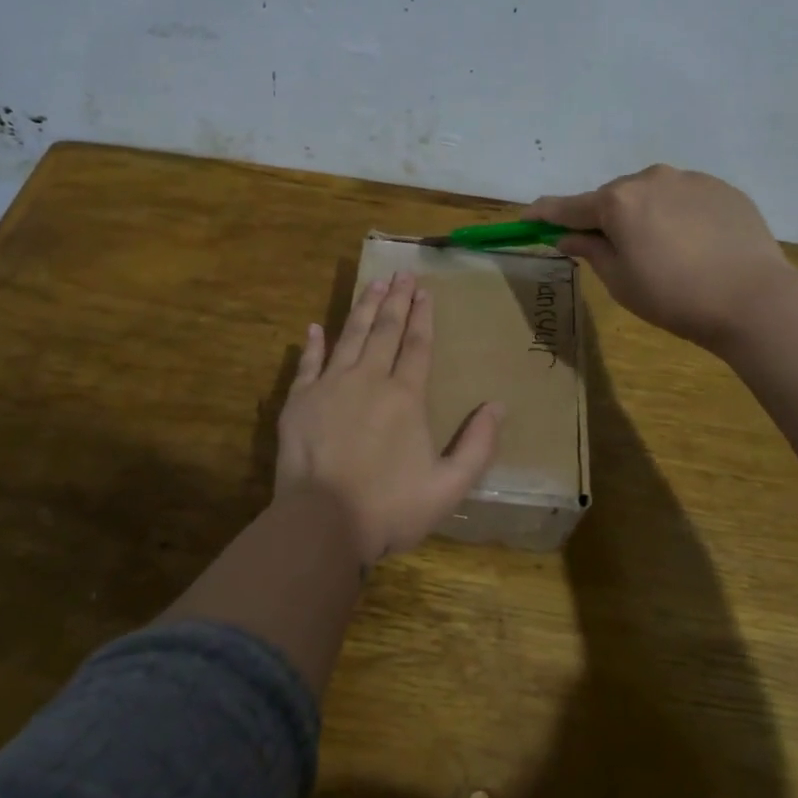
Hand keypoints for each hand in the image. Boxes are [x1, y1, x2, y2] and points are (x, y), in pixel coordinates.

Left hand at [275, 271, 504, 561]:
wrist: (321, 523)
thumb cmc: (389, 508)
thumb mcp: (448, 487)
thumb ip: (477, 446)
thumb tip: (498, 406)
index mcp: (405, 397)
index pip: (417, 345)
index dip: (423, 317)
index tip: (425, 290)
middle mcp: (368, 380)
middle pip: (385, 331)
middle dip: (396, 300)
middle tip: (401, 274)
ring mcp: (330, 386)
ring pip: (350, 336)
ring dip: (363, 308)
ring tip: (373, 284)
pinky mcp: (299, 400)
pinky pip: (308, 363)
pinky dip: (313, 343)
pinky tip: (316, 327)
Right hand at [528, 165, 797, 352]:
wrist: (755, 299)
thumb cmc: (674, 297)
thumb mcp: (620, 281)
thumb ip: (590, 251)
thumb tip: (568, 236)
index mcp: (618, 202)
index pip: (568, 206)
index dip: (544, 214)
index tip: (526, 218)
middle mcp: (650, 178)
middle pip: (613, 197)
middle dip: (604, 218)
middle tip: (610, 250)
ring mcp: (690, 179)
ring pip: (651, 194)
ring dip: (643, 214)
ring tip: (660, 250)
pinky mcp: (722, 189)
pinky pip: (685, 198)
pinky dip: (677, 215)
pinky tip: (693, 245)